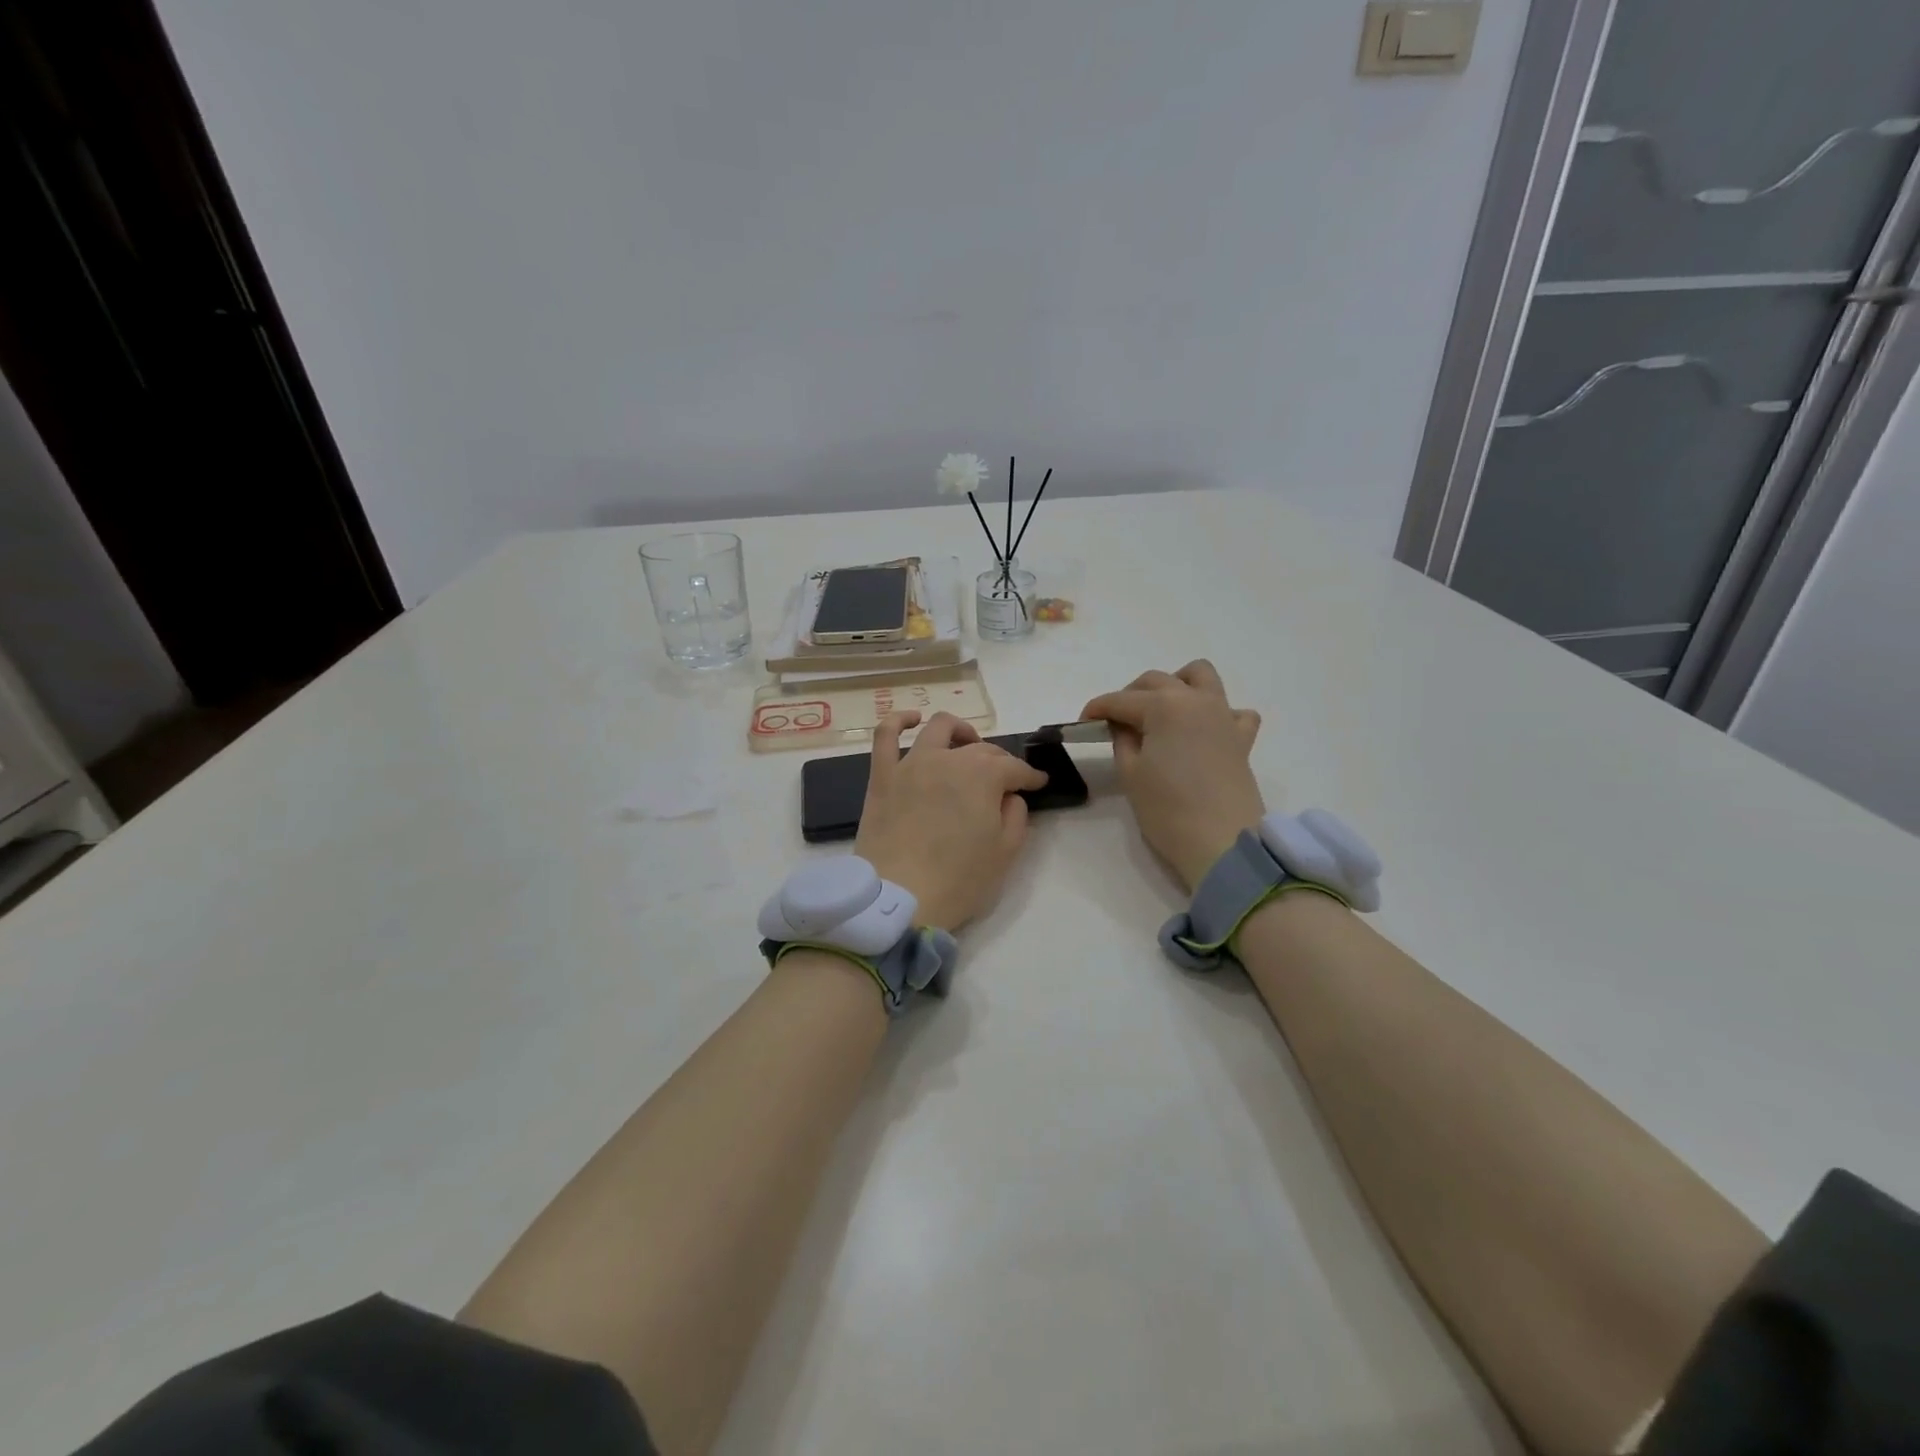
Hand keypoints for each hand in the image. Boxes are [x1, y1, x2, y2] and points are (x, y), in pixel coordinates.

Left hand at [855, 711, 1047, 930]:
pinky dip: (900, 721)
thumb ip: (1016, 816)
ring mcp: (912, 763)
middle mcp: (949, 759)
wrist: (899, 897)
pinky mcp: (882, 775)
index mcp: (984, 776)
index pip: (1015, 769)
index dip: (1030, 777)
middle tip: (1004, 782)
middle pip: (982, 750)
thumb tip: (1010, 796)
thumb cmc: (959, 879)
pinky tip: (912, 720)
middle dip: (1000, 762)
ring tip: (966, 742)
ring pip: (939, 729)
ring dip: (960, 731)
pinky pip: (886, 735)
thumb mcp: (1005, 853)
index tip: (1038, 785)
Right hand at [1081, 661, 1264, 890]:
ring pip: (1200, 676)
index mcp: (1164, 706)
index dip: (1097, 709)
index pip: (1121, 700)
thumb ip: (1122, 740)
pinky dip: (1217, 713)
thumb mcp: (1130, 773)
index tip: (1083, 722)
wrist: (1223, 842)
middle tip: (1116, 722)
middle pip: (1156, 681)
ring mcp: (1223, 715)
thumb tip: (1124, 726)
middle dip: (1131, 695)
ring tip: (1161, 711)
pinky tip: (1203, 731)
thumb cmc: (1168, 809)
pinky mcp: (1241, 738)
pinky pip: (1233, 710)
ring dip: (1176, 684)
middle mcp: (1196, 700)